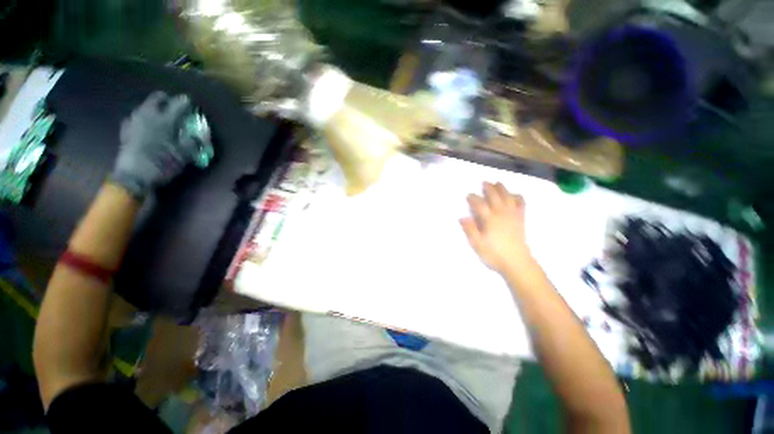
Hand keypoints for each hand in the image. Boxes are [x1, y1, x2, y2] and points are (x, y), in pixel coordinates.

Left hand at [111, 91, 197, 198]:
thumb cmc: (162, 164)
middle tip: (173, 104)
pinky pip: (135, 117)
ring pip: (144, 106)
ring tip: (160, 114)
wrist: (133, 176)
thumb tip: (201, 136)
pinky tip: (145, 125)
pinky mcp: (126, 130)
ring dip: (153, 107)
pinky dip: (142, 118)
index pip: (177, 104)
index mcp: (164, 120)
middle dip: (166, 99)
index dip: (185, 102)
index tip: (190, 102)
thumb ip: (193, 142)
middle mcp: (148, 116)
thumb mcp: (184, 156)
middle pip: (156, 99)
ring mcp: (134, 122)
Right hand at [460, 182, 530, 273]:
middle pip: (495, 196)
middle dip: (489, 188)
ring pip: (508, 197)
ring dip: (502, 188)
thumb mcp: (477, 244)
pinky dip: (518, 197)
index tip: (468, 195)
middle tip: (484, 182)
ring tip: (497, 183)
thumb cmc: (494, 254)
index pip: (480, 204)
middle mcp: (502, 214)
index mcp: (490, 220)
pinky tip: (514, 195)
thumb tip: (462, 217)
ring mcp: (513, 215)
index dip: (473, 198)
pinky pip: (521, 204)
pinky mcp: (521, 219)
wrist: (517, 263)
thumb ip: (470, 230)